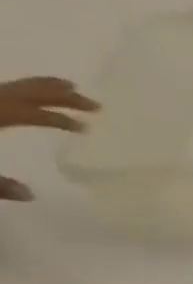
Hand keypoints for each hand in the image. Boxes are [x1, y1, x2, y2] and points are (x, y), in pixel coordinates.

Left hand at [0, 77, 98, 200]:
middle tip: (93, 103)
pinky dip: (18, 96)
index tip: (88, 124)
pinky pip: (0, 98)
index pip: (33, 112)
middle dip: (58, 95)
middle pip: (23, 93)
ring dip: (40, 91)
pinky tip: (29, 105)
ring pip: (9, 91)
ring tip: (67, 92)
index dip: (60, 117)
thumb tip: (29, 192)